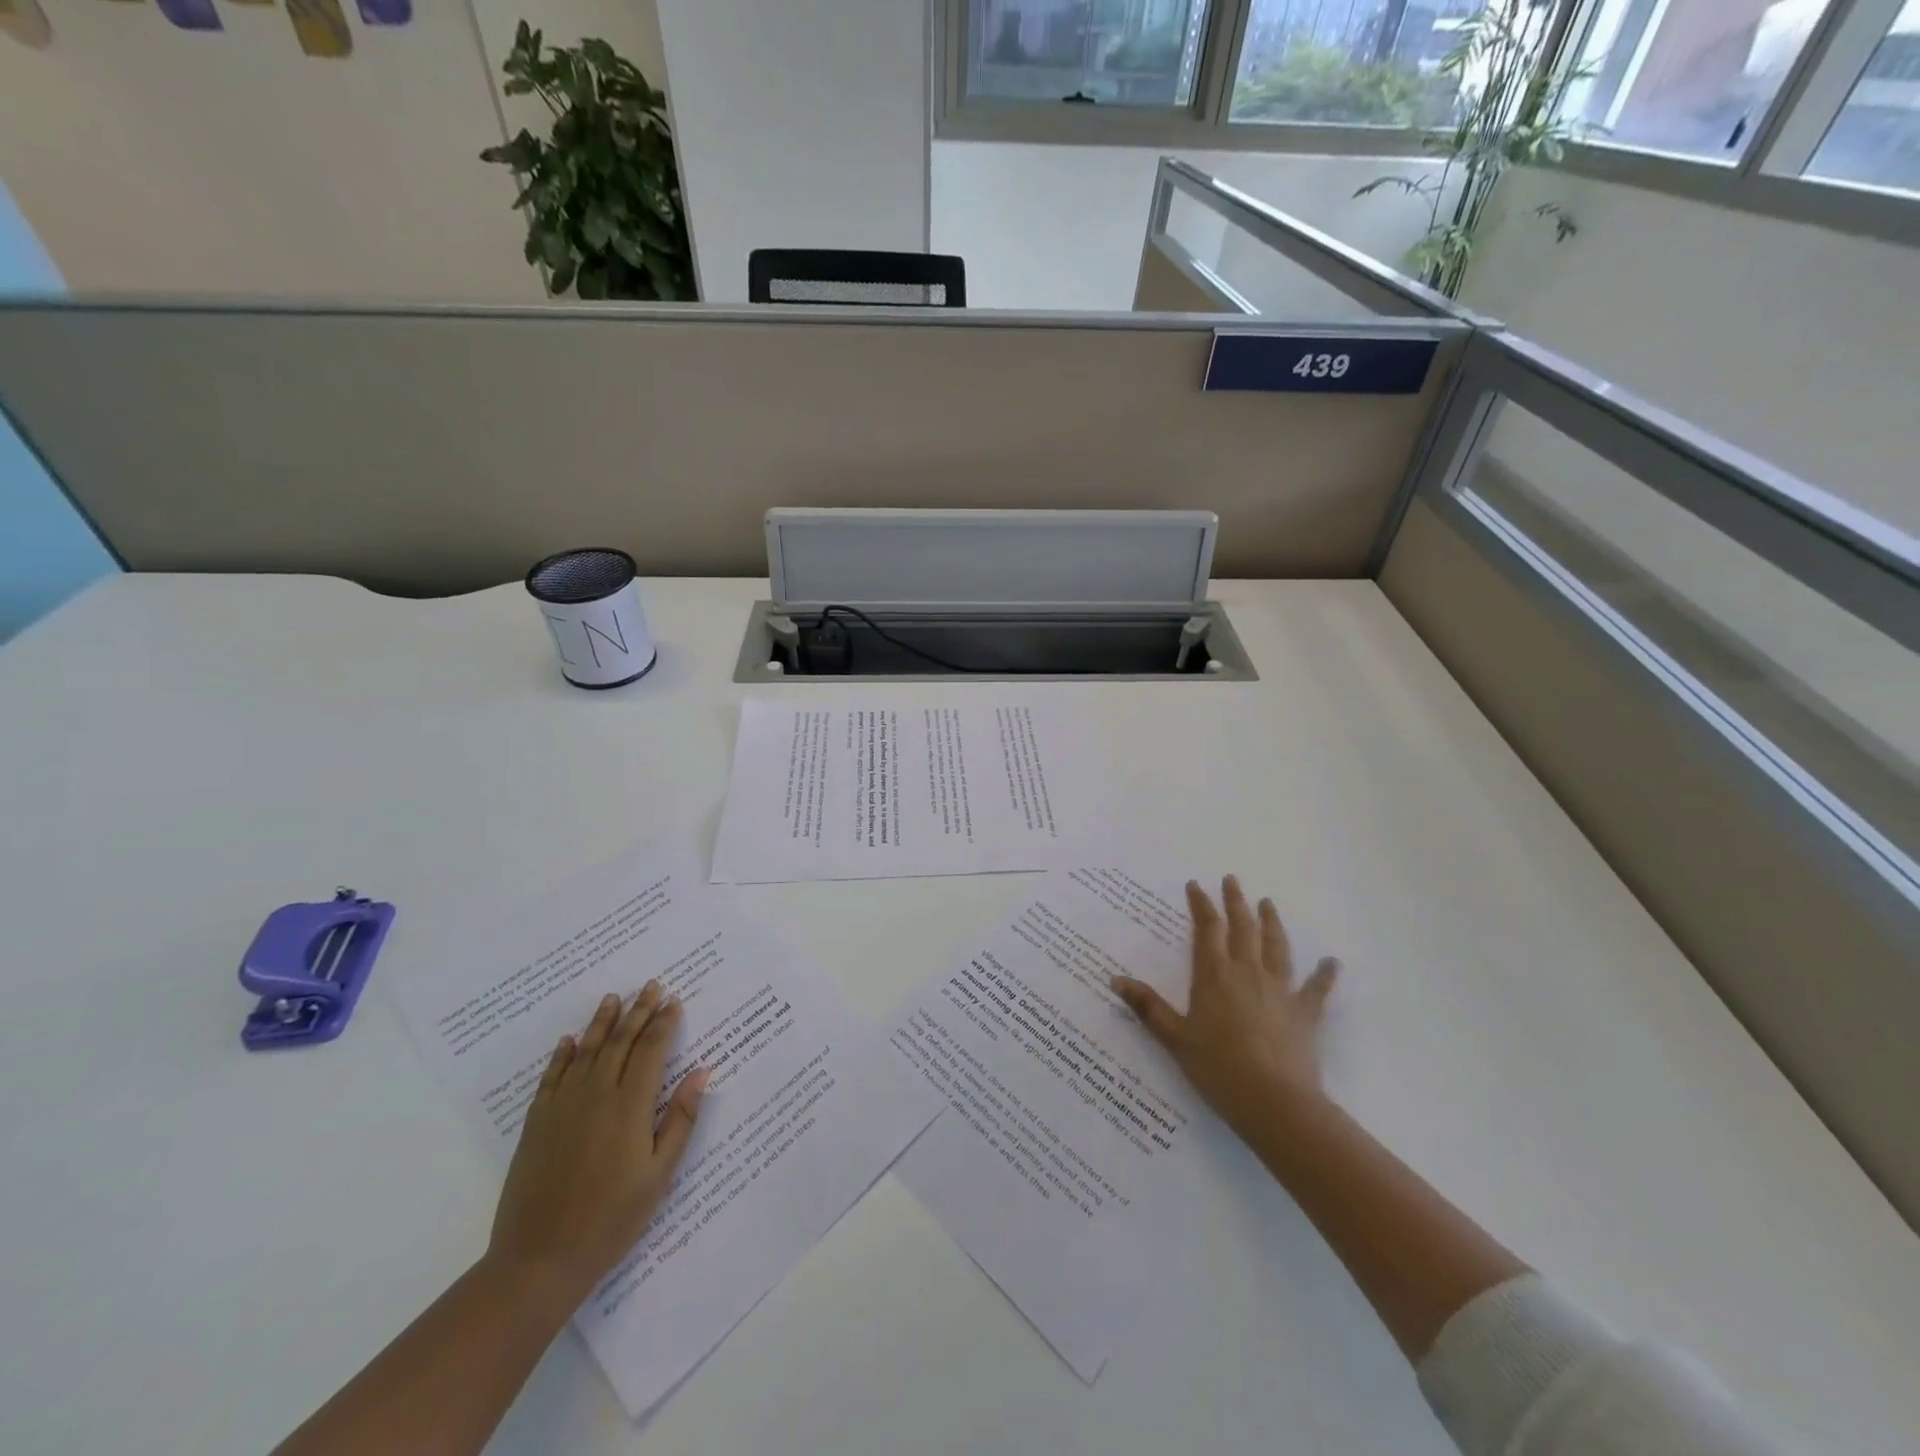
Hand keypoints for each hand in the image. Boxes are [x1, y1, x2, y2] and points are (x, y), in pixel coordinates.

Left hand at [487, 982, 708, 1308]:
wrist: (539, 1260)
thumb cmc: (611, 1220)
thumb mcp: (659, 1174)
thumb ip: (680, 1119)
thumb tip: (702, 1072)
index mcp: (630, 1106)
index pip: (651, 1051)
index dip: (664, 1023)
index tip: (674, 1001)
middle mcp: (596, 1096)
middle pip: (620, 1042)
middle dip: (638, 1012)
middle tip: (651, 985)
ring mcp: (562, 1108)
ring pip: (586, 1052)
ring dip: (602, 1023)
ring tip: (614, 998)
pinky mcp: (537, 1124)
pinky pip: (551, 1078)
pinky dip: (562, 1055)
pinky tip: (569, 1041)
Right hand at [1112, 877, 1338, 1145]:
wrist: (1273, 1101)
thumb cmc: (1218, 1068)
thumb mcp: (1174, 1038)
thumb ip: (1147, 1007)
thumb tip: (1115, 979)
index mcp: (1214, 975)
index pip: (1206, 930)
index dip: (1201, 905)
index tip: (1196, 885)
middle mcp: (1247, 972)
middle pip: (1242, 928)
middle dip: (1236, 902)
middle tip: (1232, 880)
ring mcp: (1280, 990)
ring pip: (1276, 947)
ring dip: (1271, 923)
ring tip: (1268, 903)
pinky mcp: (1305, 1012)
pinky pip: (1317, 988)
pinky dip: (1325, 973)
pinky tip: (1331, 961)